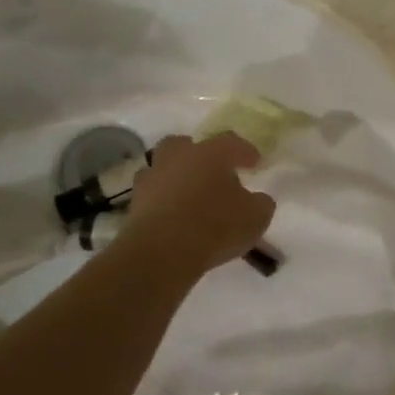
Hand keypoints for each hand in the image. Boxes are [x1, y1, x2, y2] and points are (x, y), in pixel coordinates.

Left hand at [119, 133, 275, 273]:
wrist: (161, 253)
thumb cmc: (216, 226)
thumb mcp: (256, 217)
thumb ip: (260, 203)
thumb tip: (257, 199)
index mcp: (211, 153)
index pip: (232, 142)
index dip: (245, 151)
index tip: (255, 163)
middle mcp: (179, 157)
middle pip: (185, 144)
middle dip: (198, 154)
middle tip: (212, 170)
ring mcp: (152, 178)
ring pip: (163, 167)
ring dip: (176, 176)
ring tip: (189, 195)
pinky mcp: (134, 204)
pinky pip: (152, 195)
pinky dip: (162, 201)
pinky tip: (173, 215)